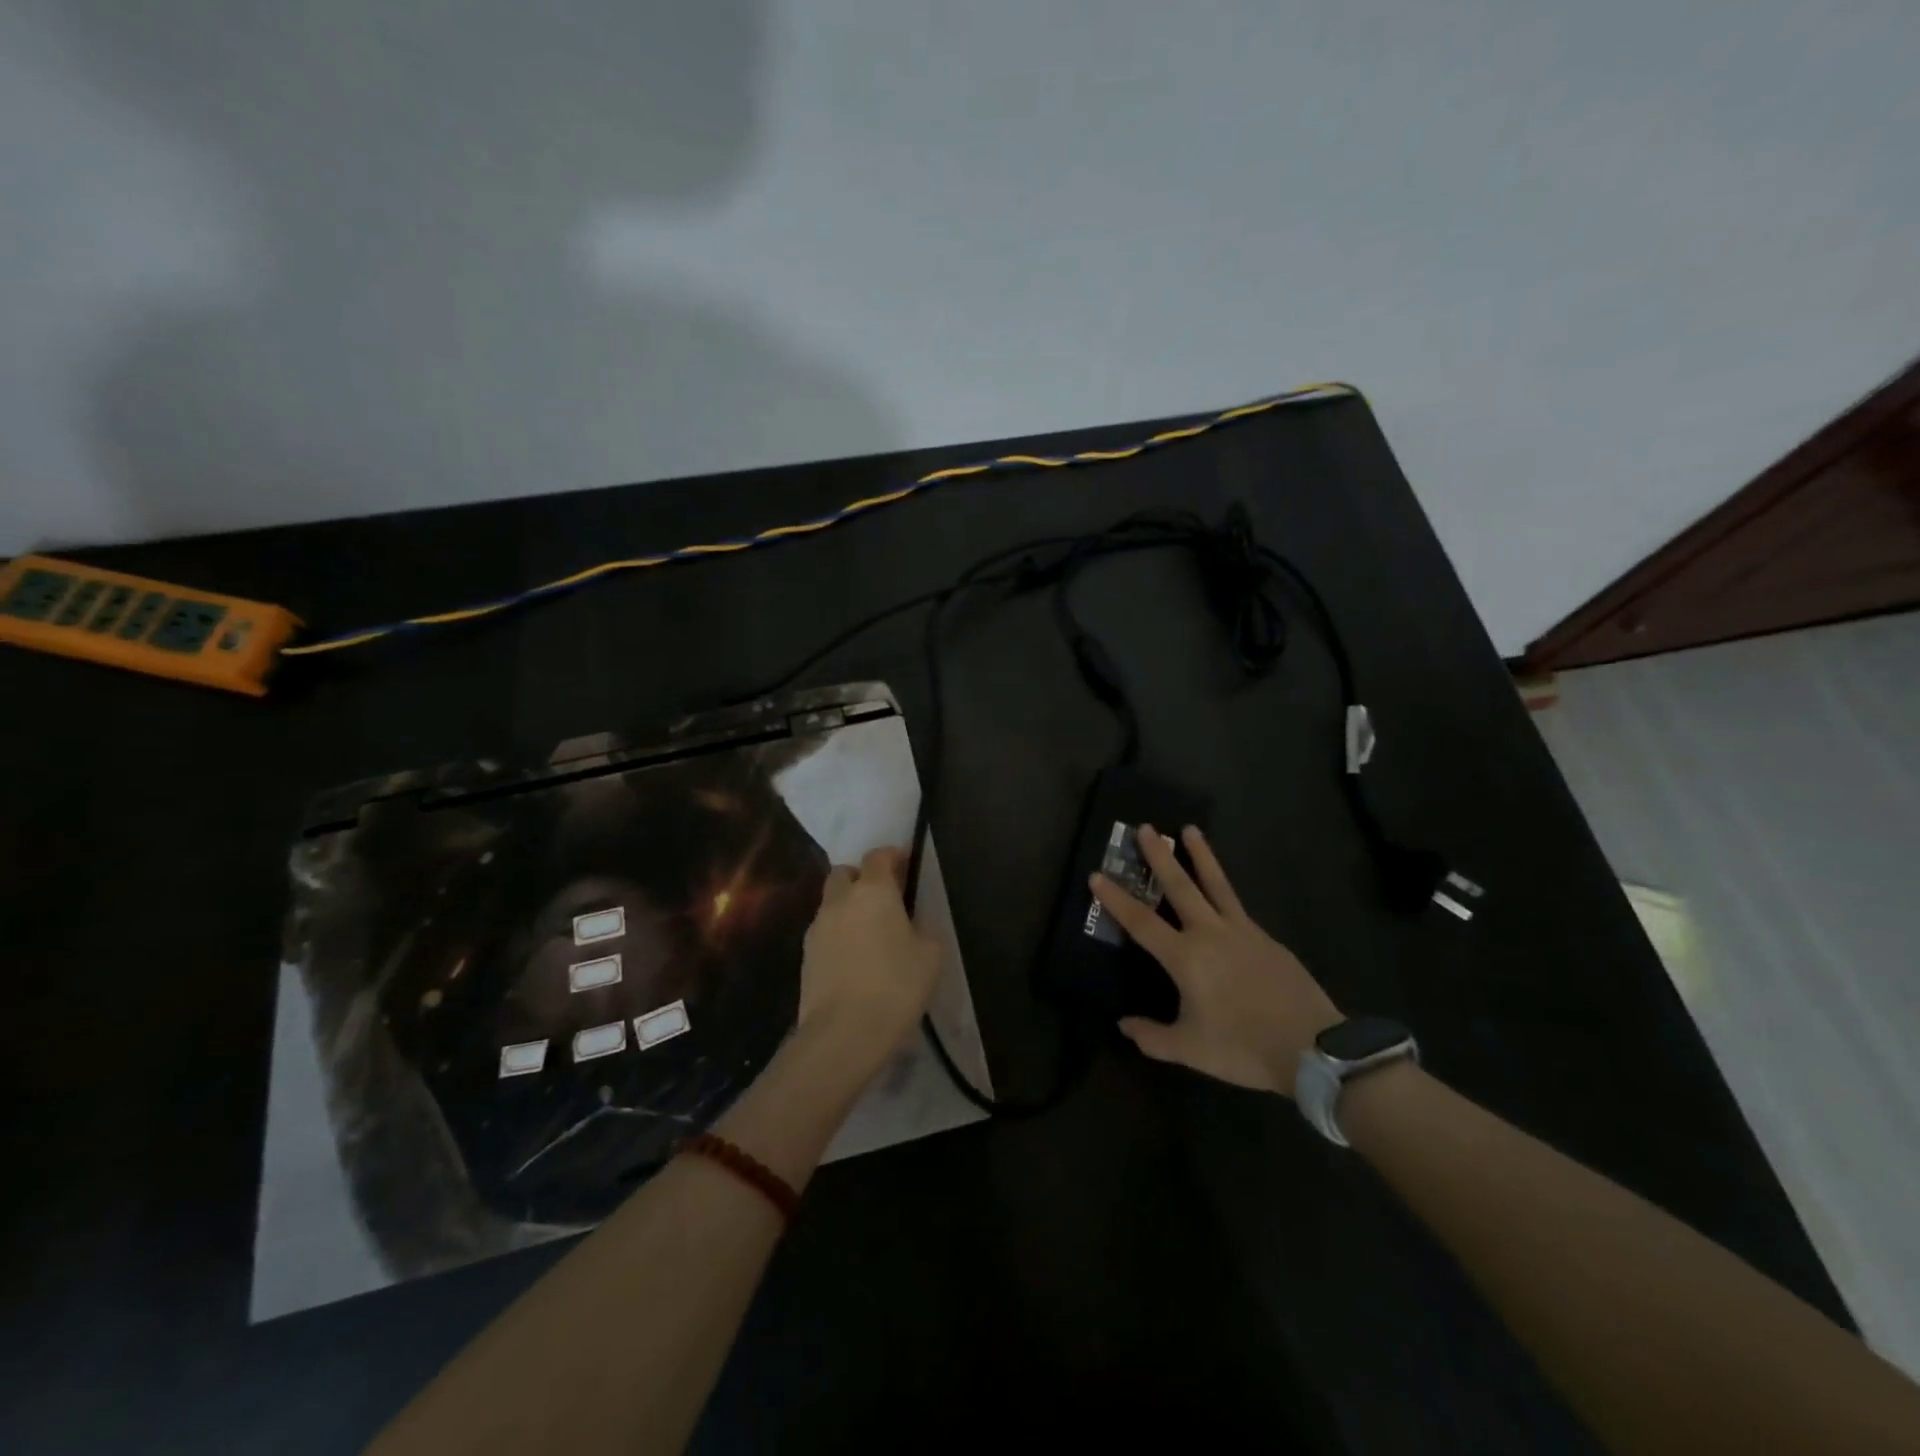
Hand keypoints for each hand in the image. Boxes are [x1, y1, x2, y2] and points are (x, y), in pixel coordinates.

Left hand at [797, 846, 940, 1078]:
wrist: (843, 1033)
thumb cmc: (896, 986)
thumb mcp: (930, 955)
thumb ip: (923, 930)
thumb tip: (913, 927)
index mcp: (873, 890)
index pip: (878, 856)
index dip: (893, 856)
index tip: (907, 864)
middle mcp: (840, 900)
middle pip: (845, 873)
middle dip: (862, 877)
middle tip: (884, 897)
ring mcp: (817, 928)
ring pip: (831, 903)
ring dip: (848, 907)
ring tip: (869, 932)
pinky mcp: (805, 956)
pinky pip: (824, 932)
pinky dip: (839, 935)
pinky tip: (854, 958)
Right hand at [1091, 825, 1340, 1097]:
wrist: (1313, 1048)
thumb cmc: (1243, 1047)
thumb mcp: (1190, 1049)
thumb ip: (1153, 1037)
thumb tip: (1124, 1024)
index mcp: (1185, 957)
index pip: (1141, 921)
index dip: (1116, 899)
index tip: (1097, 874)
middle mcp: (1210, 933)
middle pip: (1179, 886)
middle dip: (1159, 857)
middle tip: (1145, 828)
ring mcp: (1242, 931)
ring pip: (1216, 884)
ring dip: (1201, 855)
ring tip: (1190, 829)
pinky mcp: (1265, 938)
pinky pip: (1237, 905)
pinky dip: (1224, 888)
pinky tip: (1221, 889)